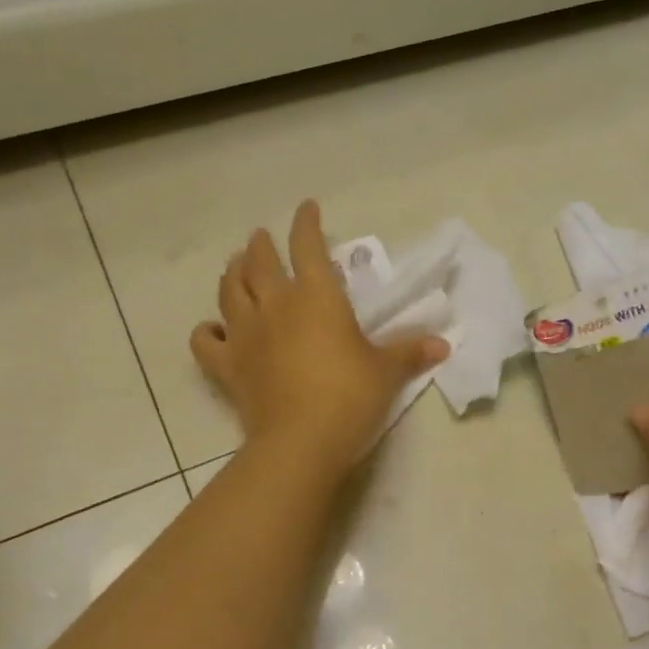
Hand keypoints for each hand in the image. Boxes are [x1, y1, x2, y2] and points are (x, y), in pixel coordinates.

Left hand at [191, 200, 448, 477]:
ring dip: (232, 274)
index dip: (306, 223)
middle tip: (260, 238)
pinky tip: (212, 329)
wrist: (301, 441)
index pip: (307, 246)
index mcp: (315, 296)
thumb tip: (443, 345)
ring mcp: (245, 335)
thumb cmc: (350, 397)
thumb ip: (410, 352)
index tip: (307, 208)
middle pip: (258, 262)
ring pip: (228, 291)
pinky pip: (205, 341)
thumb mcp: (386, 372)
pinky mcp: (227, 367)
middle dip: (260, 245)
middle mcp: (274, 305)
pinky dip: (206, 331)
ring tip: (235, 266)